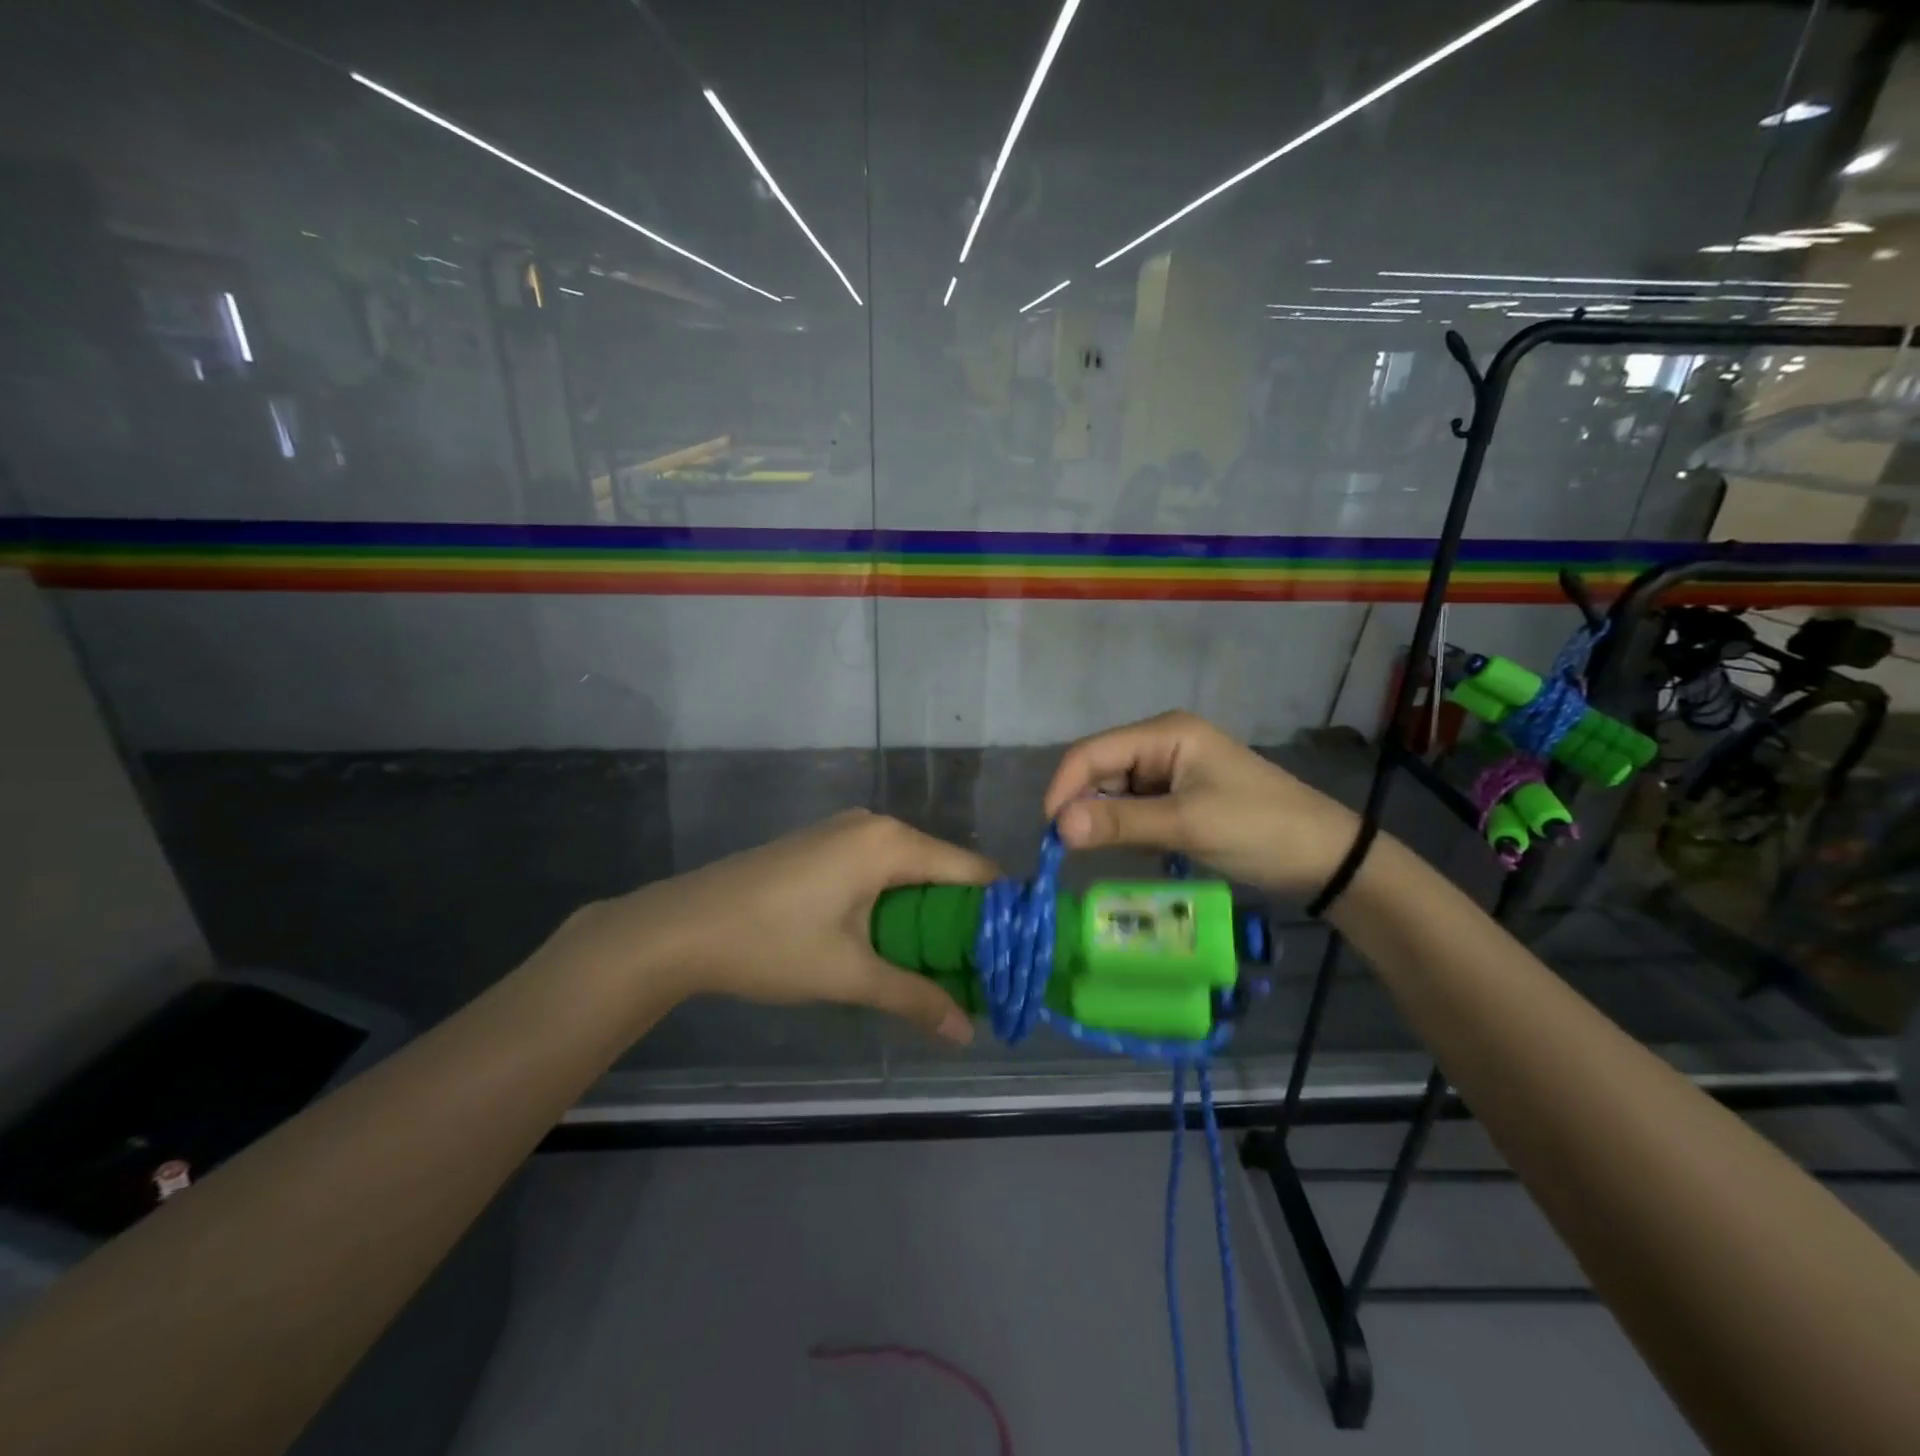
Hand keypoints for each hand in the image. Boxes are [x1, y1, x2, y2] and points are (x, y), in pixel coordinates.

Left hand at [582, 810, 995, 1043]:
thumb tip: (967, 1033)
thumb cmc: (772, 944)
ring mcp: (845, 832)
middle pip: (943, 869)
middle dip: (963, 919)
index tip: (1016, 952)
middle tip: (979, 970)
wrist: (682, 926)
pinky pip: (879, 868)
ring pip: (910, 870)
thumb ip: (914, 999)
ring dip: (928, 913)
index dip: (998, 911)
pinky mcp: (823, 845)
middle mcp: (875, 826)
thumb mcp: (849, 975)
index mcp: (891, 844)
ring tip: (941, 963)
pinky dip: (896, 901)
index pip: (972, 871)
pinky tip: (892, 940)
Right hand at [1043, 711, 1359, 895]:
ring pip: (1114, 789)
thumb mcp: (1187, 825)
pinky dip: (1127, 826)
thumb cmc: (1258, 829)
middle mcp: (1162, 742)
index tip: (1050, 833)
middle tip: (1075, 851)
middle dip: (1084, 805)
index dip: (1064, 787)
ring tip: (1113, 851)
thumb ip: (1121, 823)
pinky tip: (1139, 847)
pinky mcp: (1178, 793)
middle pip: (1100, 769)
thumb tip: (1057, 827)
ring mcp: (1171, 768)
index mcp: (1165, 733)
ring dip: (1107, 819)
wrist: (1324, 856)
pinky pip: (1135, 805)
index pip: (1092, 752)